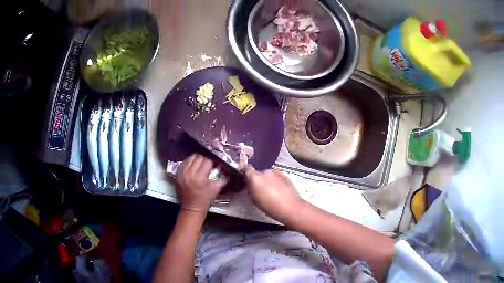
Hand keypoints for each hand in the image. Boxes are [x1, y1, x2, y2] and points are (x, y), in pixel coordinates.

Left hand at [175, 154, 225, 212]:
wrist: (191, 208)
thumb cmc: (205, 200)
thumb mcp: (216, 189)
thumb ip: (222, 178)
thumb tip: (226, 168)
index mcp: (200, 178)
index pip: (207, 161)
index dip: (213, 160)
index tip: (215, 162)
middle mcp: (189, 173)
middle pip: (198, 157)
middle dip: (205, 158)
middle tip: (209, 162)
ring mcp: (182, 173)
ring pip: (190, 158)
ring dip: (197, 158)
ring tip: (200, 162)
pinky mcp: (177, 174)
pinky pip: (183, 163)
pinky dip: (189, 162)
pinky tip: (193, 165)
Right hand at [246, 168, 304, 221]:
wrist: (290, 207)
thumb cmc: (269, 206)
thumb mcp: (254, 200)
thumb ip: (250, 189)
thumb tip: (250, 185)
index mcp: (255, 178)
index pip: (247, 169)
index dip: (246, 172)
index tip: (247, 178)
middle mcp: (265, 172)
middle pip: (259, 173)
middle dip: (259, 179)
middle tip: (260, 189)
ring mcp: (276, 173)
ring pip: (269, 175)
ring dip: (268, 180)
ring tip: (271, 191)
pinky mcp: (285, 176)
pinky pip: (277, 177)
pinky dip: (276, 182)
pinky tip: (279, 191)